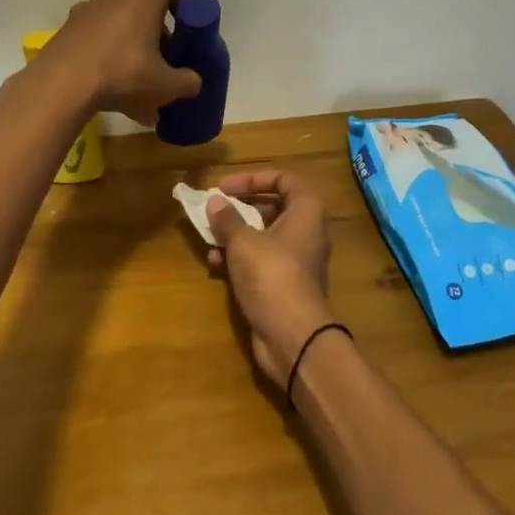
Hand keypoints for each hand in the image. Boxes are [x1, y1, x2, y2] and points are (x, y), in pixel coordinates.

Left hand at [46, 0, 202, 125]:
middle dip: (155, 26)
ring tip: (134, 71)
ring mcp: (87, 7)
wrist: (62, 85)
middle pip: (143, 1)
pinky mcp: (67, 27)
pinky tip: (108, 82)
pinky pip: (95, 34)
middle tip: (162, 55)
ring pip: (116, 17)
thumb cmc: (123, 73)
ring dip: (128, 37)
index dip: (184, 3)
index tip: (187, 28)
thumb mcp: (166, 85)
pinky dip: (105, 50)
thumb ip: (187, 82)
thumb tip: (193, 82)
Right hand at [205, 170, 335, 385]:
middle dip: (240, 208)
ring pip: (263, 236)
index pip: (283, 179)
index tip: (224, 187)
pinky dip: (239, 259)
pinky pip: (260, 261)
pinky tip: (215, 264)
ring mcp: (296, 260)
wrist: (293, 336)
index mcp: (306, 211)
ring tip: (209, 238)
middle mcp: (306, 231)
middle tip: (214, 210)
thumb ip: (227, 219)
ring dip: (234, 235)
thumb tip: (215, 202)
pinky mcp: (284, 284)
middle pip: (272, 207)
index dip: (252, 178)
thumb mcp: (243, 242)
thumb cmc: (271, 275)